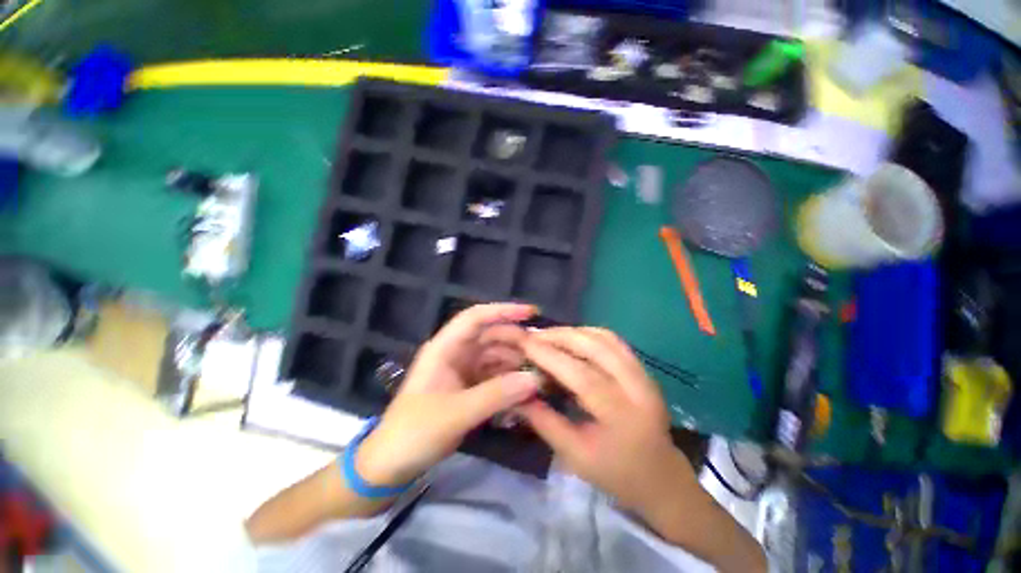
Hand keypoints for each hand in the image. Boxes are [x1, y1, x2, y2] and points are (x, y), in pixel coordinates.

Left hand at [357, 303, 541, 486]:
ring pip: (495, 356)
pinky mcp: (468, 388)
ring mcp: (463, 371)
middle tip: (543, 352)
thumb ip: (495, 395)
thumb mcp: (455, 413)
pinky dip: (510, 380)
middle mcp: (455, 353)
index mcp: (445, 348)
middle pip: (490, 336)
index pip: (475, 318)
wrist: (391, 464)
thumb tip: (535, 378)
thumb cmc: (414, 432)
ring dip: (516, 362)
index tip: (531, 313)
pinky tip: (526, 388)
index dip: (503, 311)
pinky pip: (494, 376)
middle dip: (516, 340)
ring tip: (540, 372)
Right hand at [517, 327, 697, 511]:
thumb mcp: (574, 455)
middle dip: (560, 336)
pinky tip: (572, 337)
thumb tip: (517, 392)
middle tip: (533, 335)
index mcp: (622, 416)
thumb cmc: (615, 473)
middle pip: (596, 348)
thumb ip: (544, 421)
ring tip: (548, 334)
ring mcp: (644, 374)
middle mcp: (638, 388)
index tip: (525, 343)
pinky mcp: (643, 368)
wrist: (659, 476)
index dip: (551, 356)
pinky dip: (589, 333)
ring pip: (605, 338)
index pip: (582, 376)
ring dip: (574, 331)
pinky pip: (613, 340)